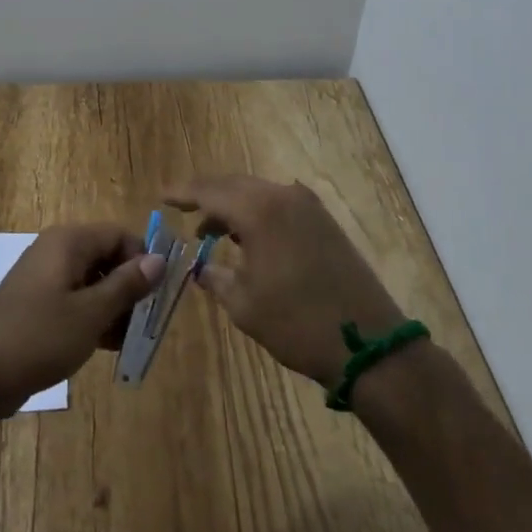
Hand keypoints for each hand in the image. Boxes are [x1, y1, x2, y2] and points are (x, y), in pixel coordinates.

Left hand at [0, 224, 164, 423]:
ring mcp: (44, 278)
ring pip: (93, 282)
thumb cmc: (39, 336)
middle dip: (130, 288)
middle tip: (147, 324)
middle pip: (107, 258)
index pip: (119, 235)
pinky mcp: (37, 305)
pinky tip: (106, 347)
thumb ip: (127, 285)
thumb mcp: (91, 313)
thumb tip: (159, 259)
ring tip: (129, 341)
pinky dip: (93, 318)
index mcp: (69, 242)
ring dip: (114, 308)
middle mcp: (56, 251)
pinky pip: (75, 301)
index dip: (143, 261)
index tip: (158, 296)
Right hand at [165, 176, 403, 386]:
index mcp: (258, 210)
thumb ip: (215, 277)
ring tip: (210, 230)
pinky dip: (257, 214)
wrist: (369, 345)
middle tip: (183, 210)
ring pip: (258, 193)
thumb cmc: (297, 323)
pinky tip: (247, 237)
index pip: (209, 191)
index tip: (162, 197)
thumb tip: (201, 267)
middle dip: (207, 196)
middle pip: (234, 185)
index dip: (182, 193)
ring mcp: (308, 207)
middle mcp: (283, 196)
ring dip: (233, 206)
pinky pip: (280, 204)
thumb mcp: (244, 304)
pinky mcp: (324, 222)